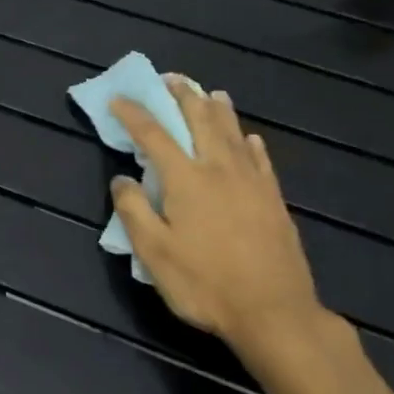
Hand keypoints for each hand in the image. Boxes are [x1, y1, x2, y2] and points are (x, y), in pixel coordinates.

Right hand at [109, 82, 322, 356]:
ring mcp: (252, 183)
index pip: (154, 135)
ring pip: (233, 133)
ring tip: (210, 93)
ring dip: (218, 109)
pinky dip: (250, 142)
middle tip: (170, 79)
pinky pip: (261, 159)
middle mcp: (219, 170)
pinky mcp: (274, 200)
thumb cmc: (205, 284)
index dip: (134, 114)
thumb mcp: (154, 253)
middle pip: (200, 121)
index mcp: (186, 179)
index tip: (118, 99)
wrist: (275, 314)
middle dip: (182, 96)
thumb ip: (134, 211)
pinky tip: (250, 138)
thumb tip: (121, 179)